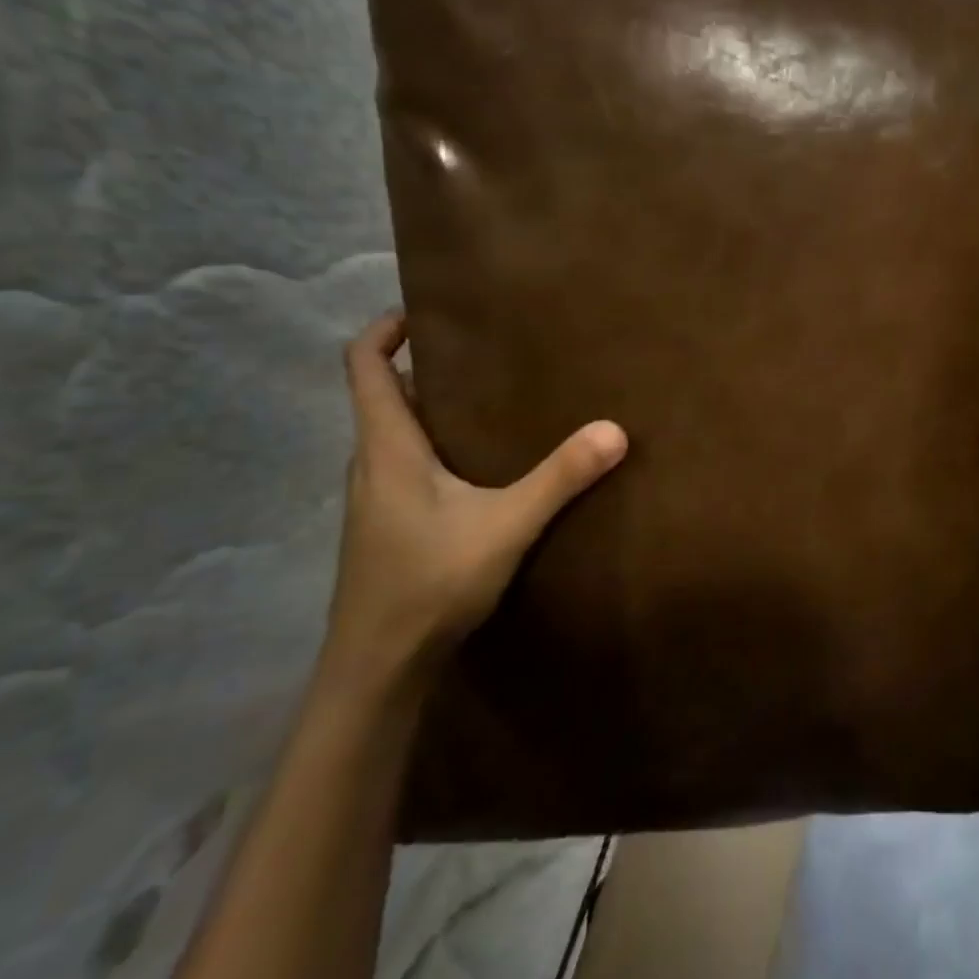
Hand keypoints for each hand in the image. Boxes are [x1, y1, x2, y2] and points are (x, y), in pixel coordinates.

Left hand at [321, 312, 627, 699]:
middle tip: (485, 352)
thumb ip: (560, 477)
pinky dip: (438, 446)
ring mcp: (376, 498)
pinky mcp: (388, 526)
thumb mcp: (506, 525)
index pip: (363, 366)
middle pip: (383, 395)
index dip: (384, 329)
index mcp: (387, 447)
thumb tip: (615, 429)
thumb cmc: (429, 583)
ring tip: (493, 400)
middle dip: (426, 366)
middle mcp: (373, 464)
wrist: (377, 668)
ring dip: (433, 408)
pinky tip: (483, 467)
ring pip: (397, 433)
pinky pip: (408, 465)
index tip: (427, 310)